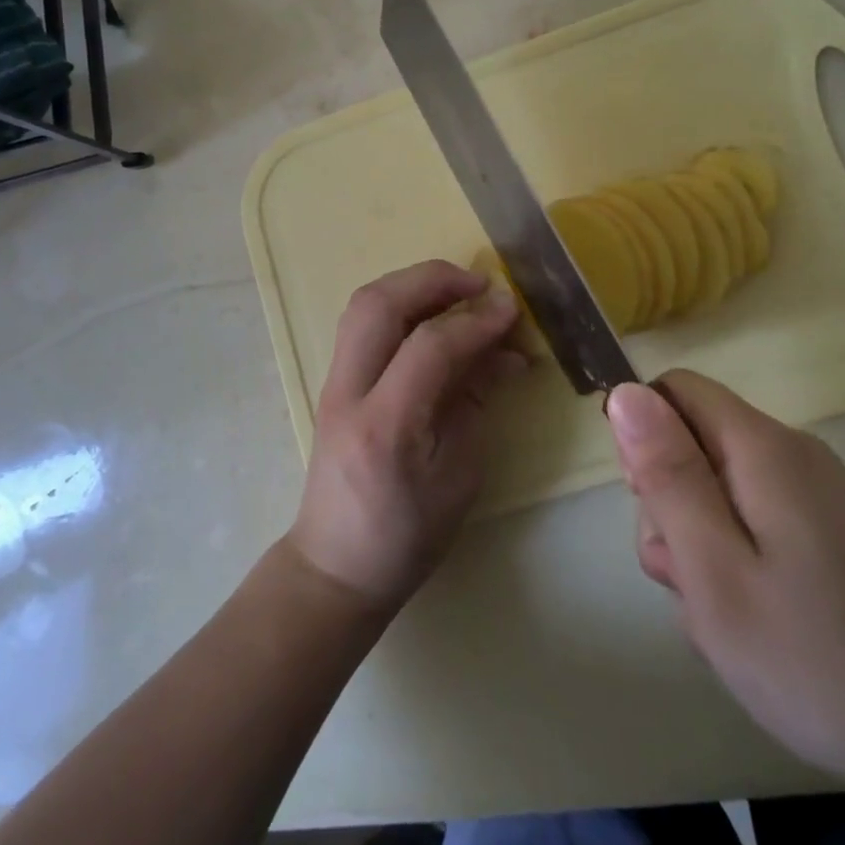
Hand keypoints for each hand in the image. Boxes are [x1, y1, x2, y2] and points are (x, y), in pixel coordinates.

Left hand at [285, 260, 523, 612]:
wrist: (335, 564)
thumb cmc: (407, 536)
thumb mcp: (459, 476)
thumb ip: (475, 402)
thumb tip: (502, 350)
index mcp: (386, 426)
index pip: (429, 346)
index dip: (475, 321)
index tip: (512, 310)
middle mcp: (349, 392)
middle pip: (380, 304)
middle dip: (433, 280)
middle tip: (480, 285)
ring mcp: (332, 383)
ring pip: (364, 303)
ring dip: (413, 285)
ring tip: (459, 292)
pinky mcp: (333, 380)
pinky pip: (363, 322)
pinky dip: (401, 304)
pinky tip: (434, 315)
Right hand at [604, 371, 844, 812]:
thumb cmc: (818, 658)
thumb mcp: (716, 570)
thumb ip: (667, 476)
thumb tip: (625, 391)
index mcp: (760, 447)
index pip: (673, 390)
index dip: (644, 437)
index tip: (651, 507)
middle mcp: (788, 452)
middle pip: (692, 441)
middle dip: (670, 503)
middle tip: (689, 577)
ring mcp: (812, 492)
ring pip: (715, 487)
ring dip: (697, 542)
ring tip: (721, 613)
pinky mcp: (825, 530)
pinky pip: (749, 520)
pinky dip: (732, 561)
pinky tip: (749, 619)